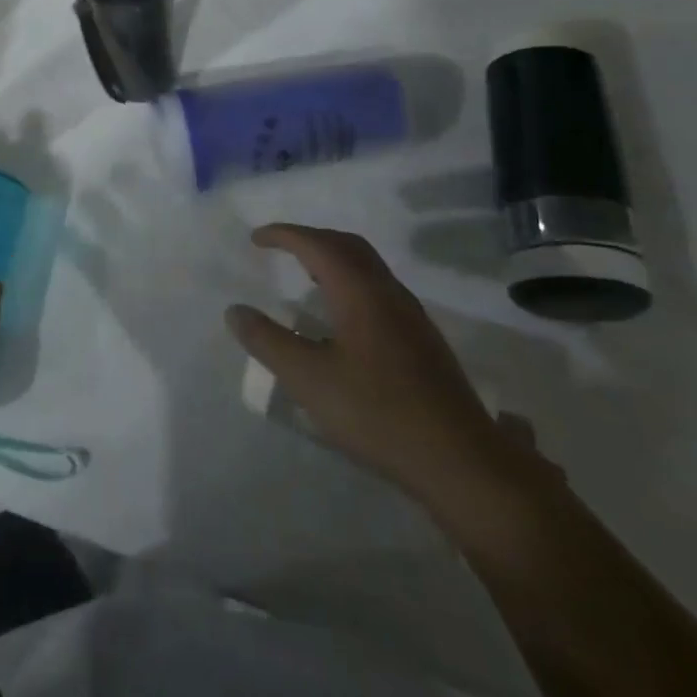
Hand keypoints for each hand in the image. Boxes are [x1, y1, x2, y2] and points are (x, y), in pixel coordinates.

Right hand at [226, 225, 524, 512]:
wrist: (461, 461)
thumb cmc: (378, 413)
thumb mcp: (309, 379)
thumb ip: (268, 341)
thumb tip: (235, 311)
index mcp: (360, 292)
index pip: (317, 245)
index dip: (284, 235)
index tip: (256, 239)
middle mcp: (388, 293)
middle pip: (348, 246)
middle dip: (310, 239)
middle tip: (280, 248)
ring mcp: (411, 316)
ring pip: (367, 267)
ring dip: (333, 259)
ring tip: (305, 276)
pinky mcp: (422, 340)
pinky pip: (378, 289)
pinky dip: (349, 281)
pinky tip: (341, 317)